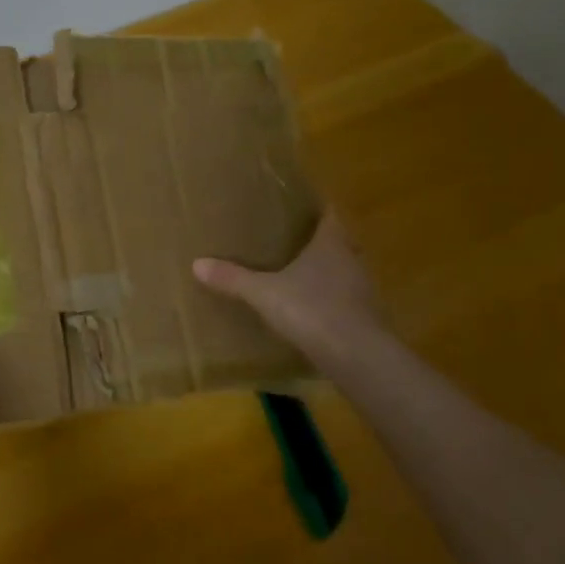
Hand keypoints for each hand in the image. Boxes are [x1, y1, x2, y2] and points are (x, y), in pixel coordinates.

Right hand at [192, 211, 379, 358]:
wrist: (357, 356)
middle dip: (320, 242)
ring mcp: (364, 291)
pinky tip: (313, 313)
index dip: (319, 209)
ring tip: (301, 278)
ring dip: (328, 274)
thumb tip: (197, 263)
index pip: (331, 215)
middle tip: (295, 243)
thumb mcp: (263, 293)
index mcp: (331, 244)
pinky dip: (332, 303)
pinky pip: (347, 302)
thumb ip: (233, 279)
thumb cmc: (312, 310)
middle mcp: (352, 261)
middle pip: (340, 244)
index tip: (304, 207)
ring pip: (345, 273)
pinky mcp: (367, 320)